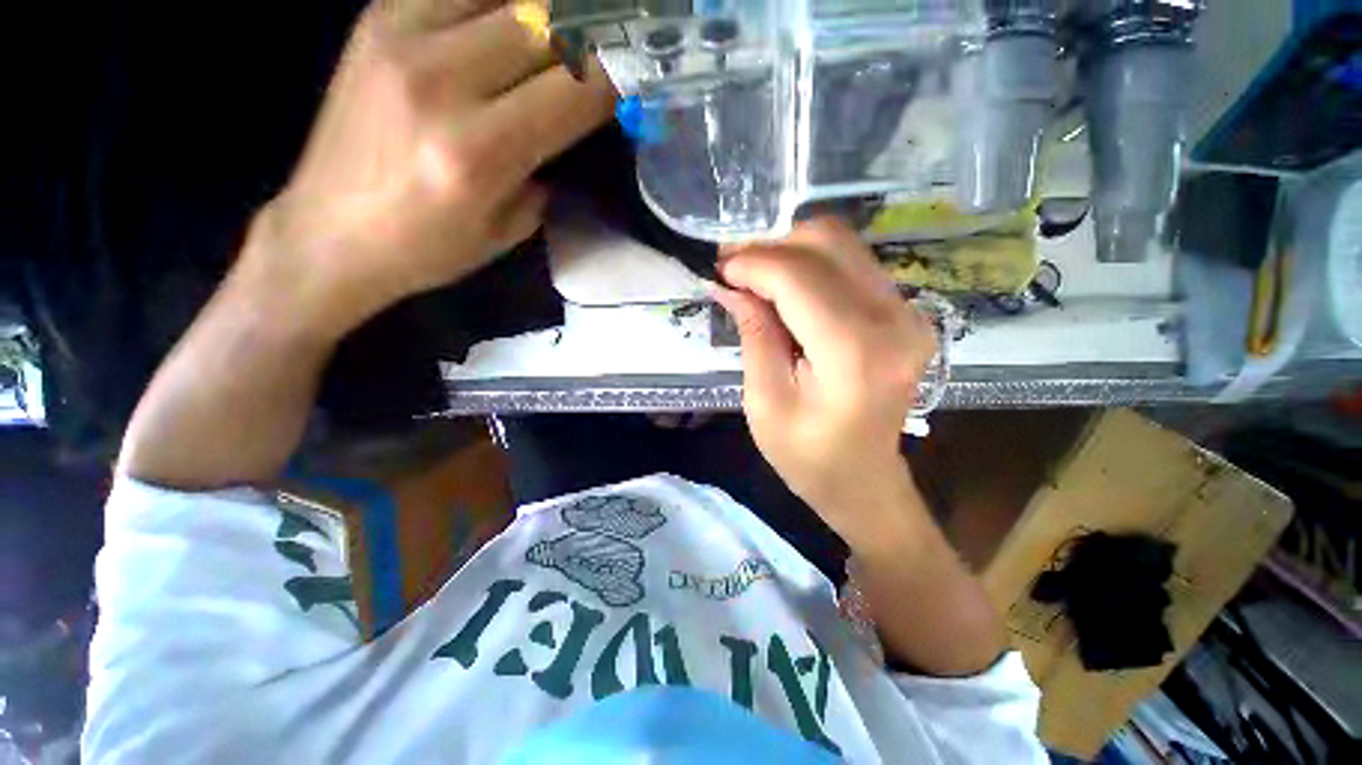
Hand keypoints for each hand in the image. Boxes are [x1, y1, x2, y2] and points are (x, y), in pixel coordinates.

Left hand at [248, 0, 615, 339]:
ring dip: (547, 10)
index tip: (638, 77)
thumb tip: (576, 119)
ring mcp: (402, 36)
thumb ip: (548, 168)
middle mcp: (442, 82)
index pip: (575, 91)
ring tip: (562, 34)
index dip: (618, 78)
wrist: (330, 232)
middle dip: (593, 32)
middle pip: (546, 24)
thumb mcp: (509, 229)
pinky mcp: (377, 17)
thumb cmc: (429, 248)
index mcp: (481, 152)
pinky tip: (510, 22)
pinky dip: (497, 1)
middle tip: (610, 44)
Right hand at [715, 219, 937, 547]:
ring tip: (754, 275)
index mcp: (854, 352)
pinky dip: (811, 265)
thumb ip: (753, 335)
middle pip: (826, 244)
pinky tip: (785, 288)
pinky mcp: (906, 312)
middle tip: (734, 269)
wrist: (863, 479)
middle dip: (770, 247)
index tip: (719, 270)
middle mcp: (893, 319)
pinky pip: (853, 264)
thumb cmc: (806, 455)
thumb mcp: (764, 402)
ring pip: (842, 245)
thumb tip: (730, 285)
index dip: (752, 263)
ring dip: (790, 251)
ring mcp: (908, 312)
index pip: (798, 277)